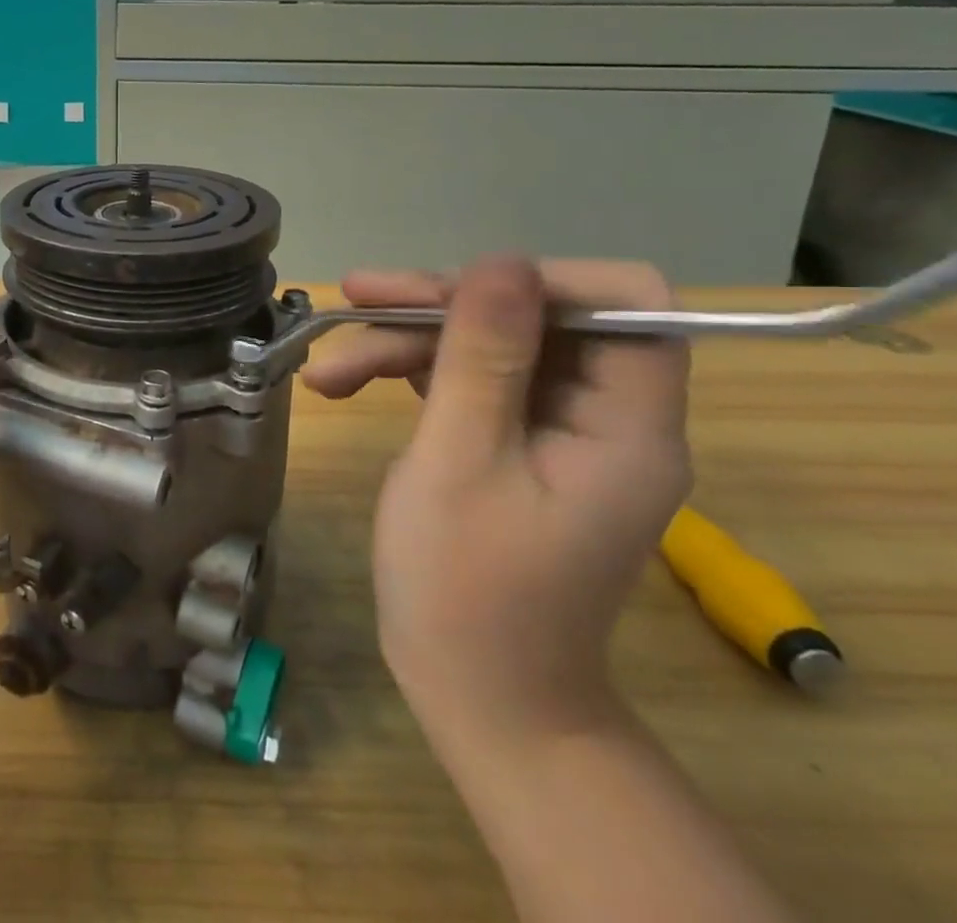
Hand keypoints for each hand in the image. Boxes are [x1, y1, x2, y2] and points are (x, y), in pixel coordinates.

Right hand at [304, 257, 690, 742]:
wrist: (475, 695)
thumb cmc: (466, 590)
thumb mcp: (460, 461)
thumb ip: (482, 356)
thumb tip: (500, 261)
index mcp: (626, 425)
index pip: (624, 304)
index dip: (543, 280)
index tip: (458, 293)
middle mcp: (606, 417)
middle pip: (535, 318)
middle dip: (441, 308)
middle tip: (357, 300)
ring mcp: (561, 430)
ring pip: (490, 345)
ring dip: (408, 342)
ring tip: (330, 365)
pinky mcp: (519, 442)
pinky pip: (472, 380)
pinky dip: (411, 374)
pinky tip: (347, 382)